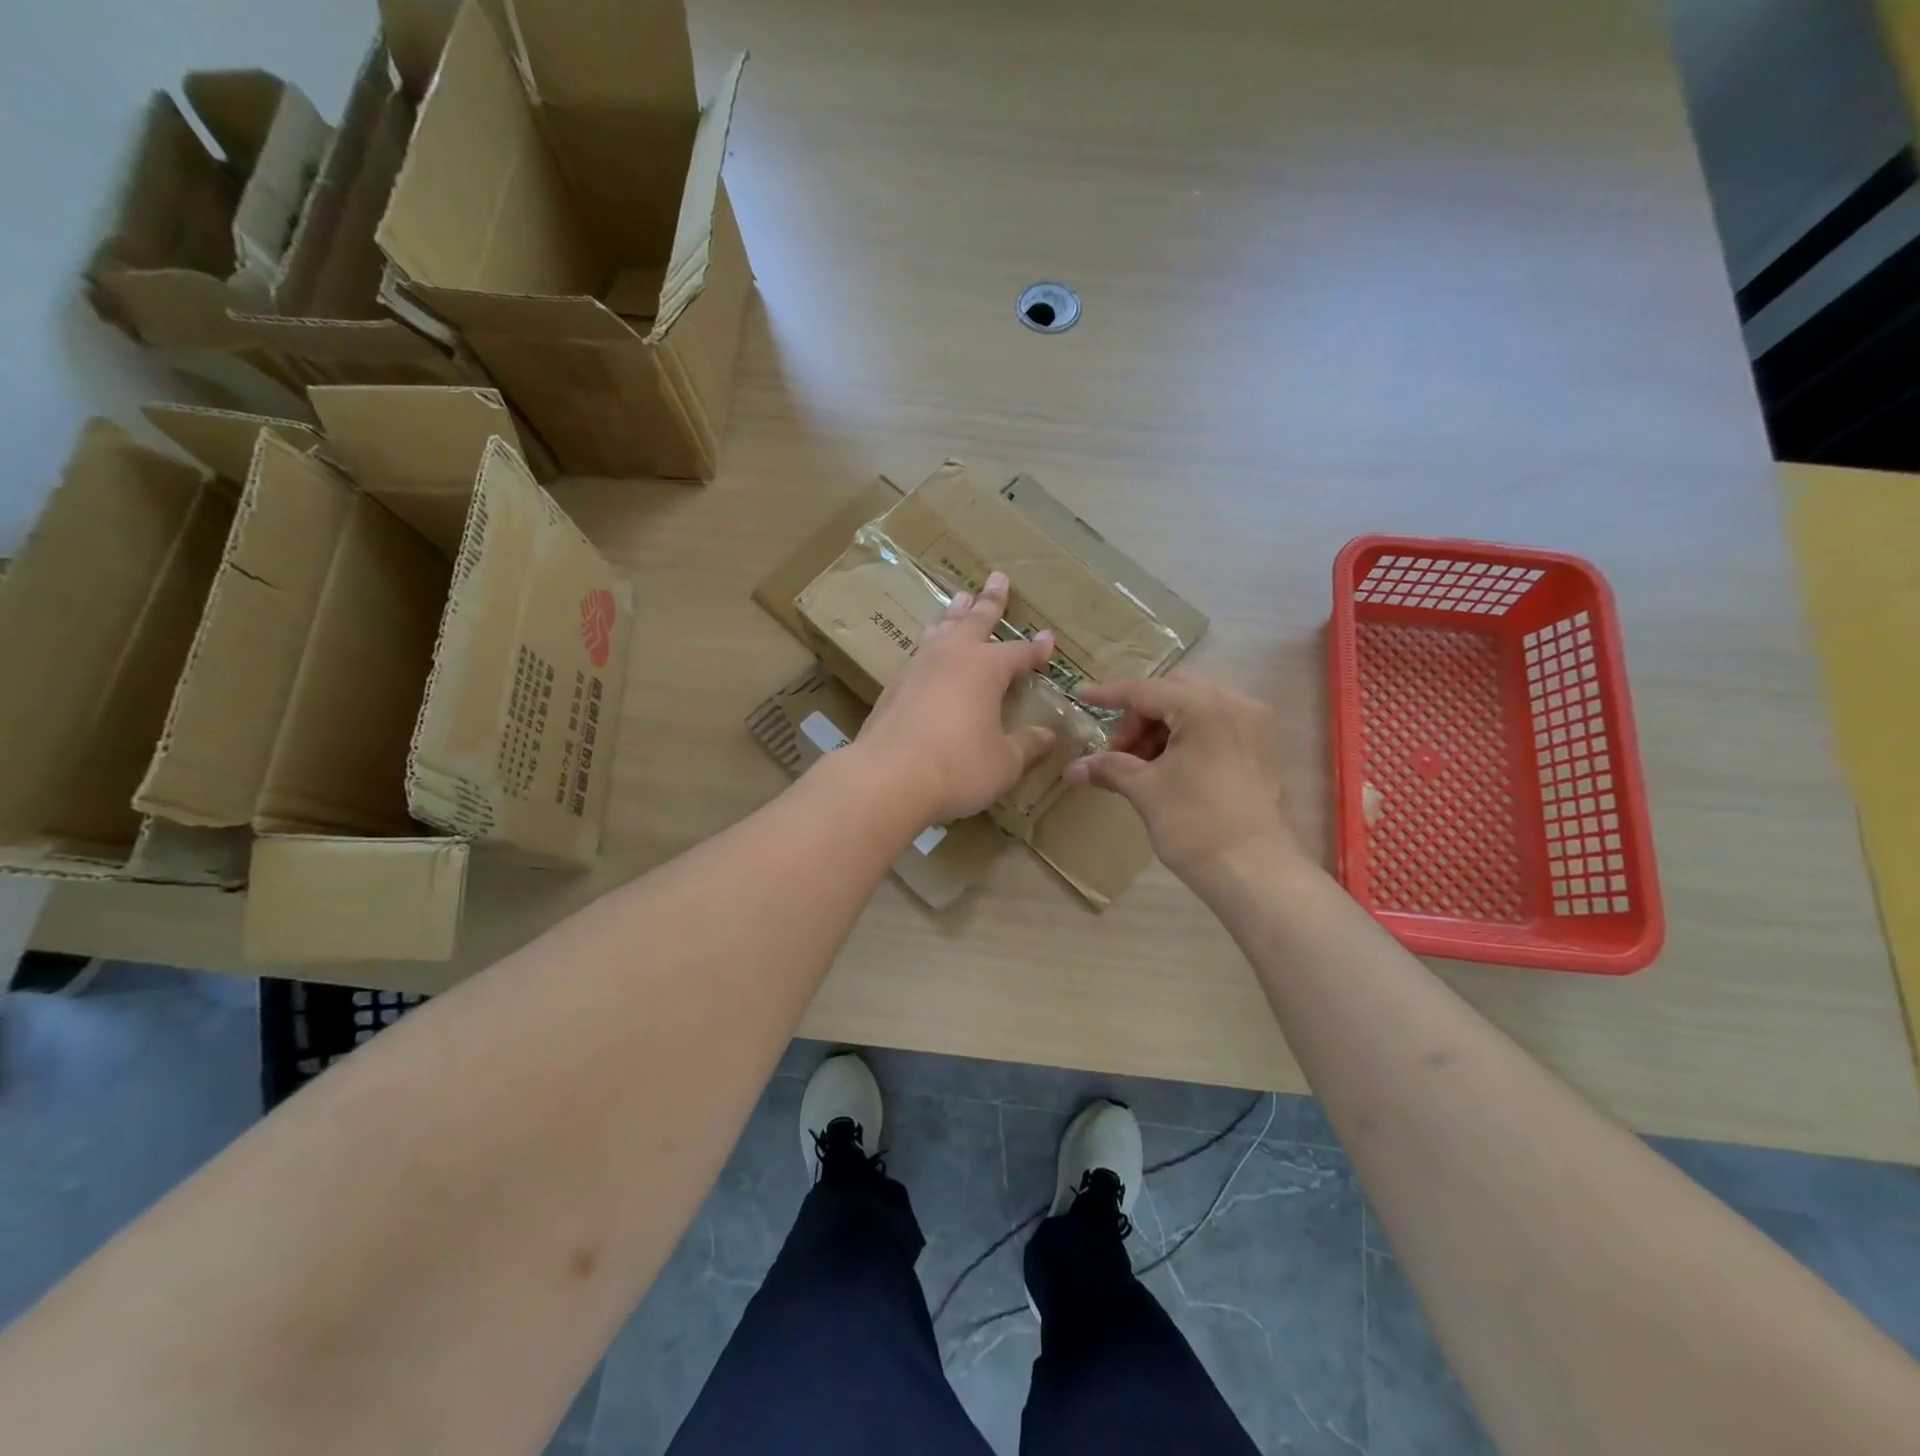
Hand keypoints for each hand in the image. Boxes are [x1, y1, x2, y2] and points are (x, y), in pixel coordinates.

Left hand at [854, 572, 1058, 822]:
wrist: (888, 778)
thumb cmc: (958, 767)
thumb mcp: (1004, 762)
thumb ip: (1027, 745)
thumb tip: (1048, 735)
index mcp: (986, 668)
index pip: (1019, 652)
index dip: (1036, 648)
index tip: (1047, 638)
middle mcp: (952, 658)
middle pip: (975, 621)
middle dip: (990, 601)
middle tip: (997, 578)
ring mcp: (918, 669)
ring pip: (942, 630)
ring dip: (954, 614)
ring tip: (960, 598)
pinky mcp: (894, 688)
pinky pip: (920, 653)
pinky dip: (931, 644)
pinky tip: (929, 651)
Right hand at [1063, 670, 1300, 880]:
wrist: (1254, 872)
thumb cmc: (1195, 824)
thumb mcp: (1145, 790)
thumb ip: (1109, 768)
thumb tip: (1072, 769)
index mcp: (1205, 707)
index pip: (1146, 691)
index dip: (1109, 694)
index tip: (1080, 696)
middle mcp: (1236, 704)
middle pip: (1175, 691)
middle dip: (1140, 715)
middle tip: (1120, 749)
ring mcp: (1254, 725)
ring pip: (1196, 707)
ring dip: (1162, 727)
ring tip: (1142, 765)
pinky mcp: (1261, 749)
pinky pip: (1216, 725)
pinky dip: (1187, 736)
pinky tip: (1169, 768)